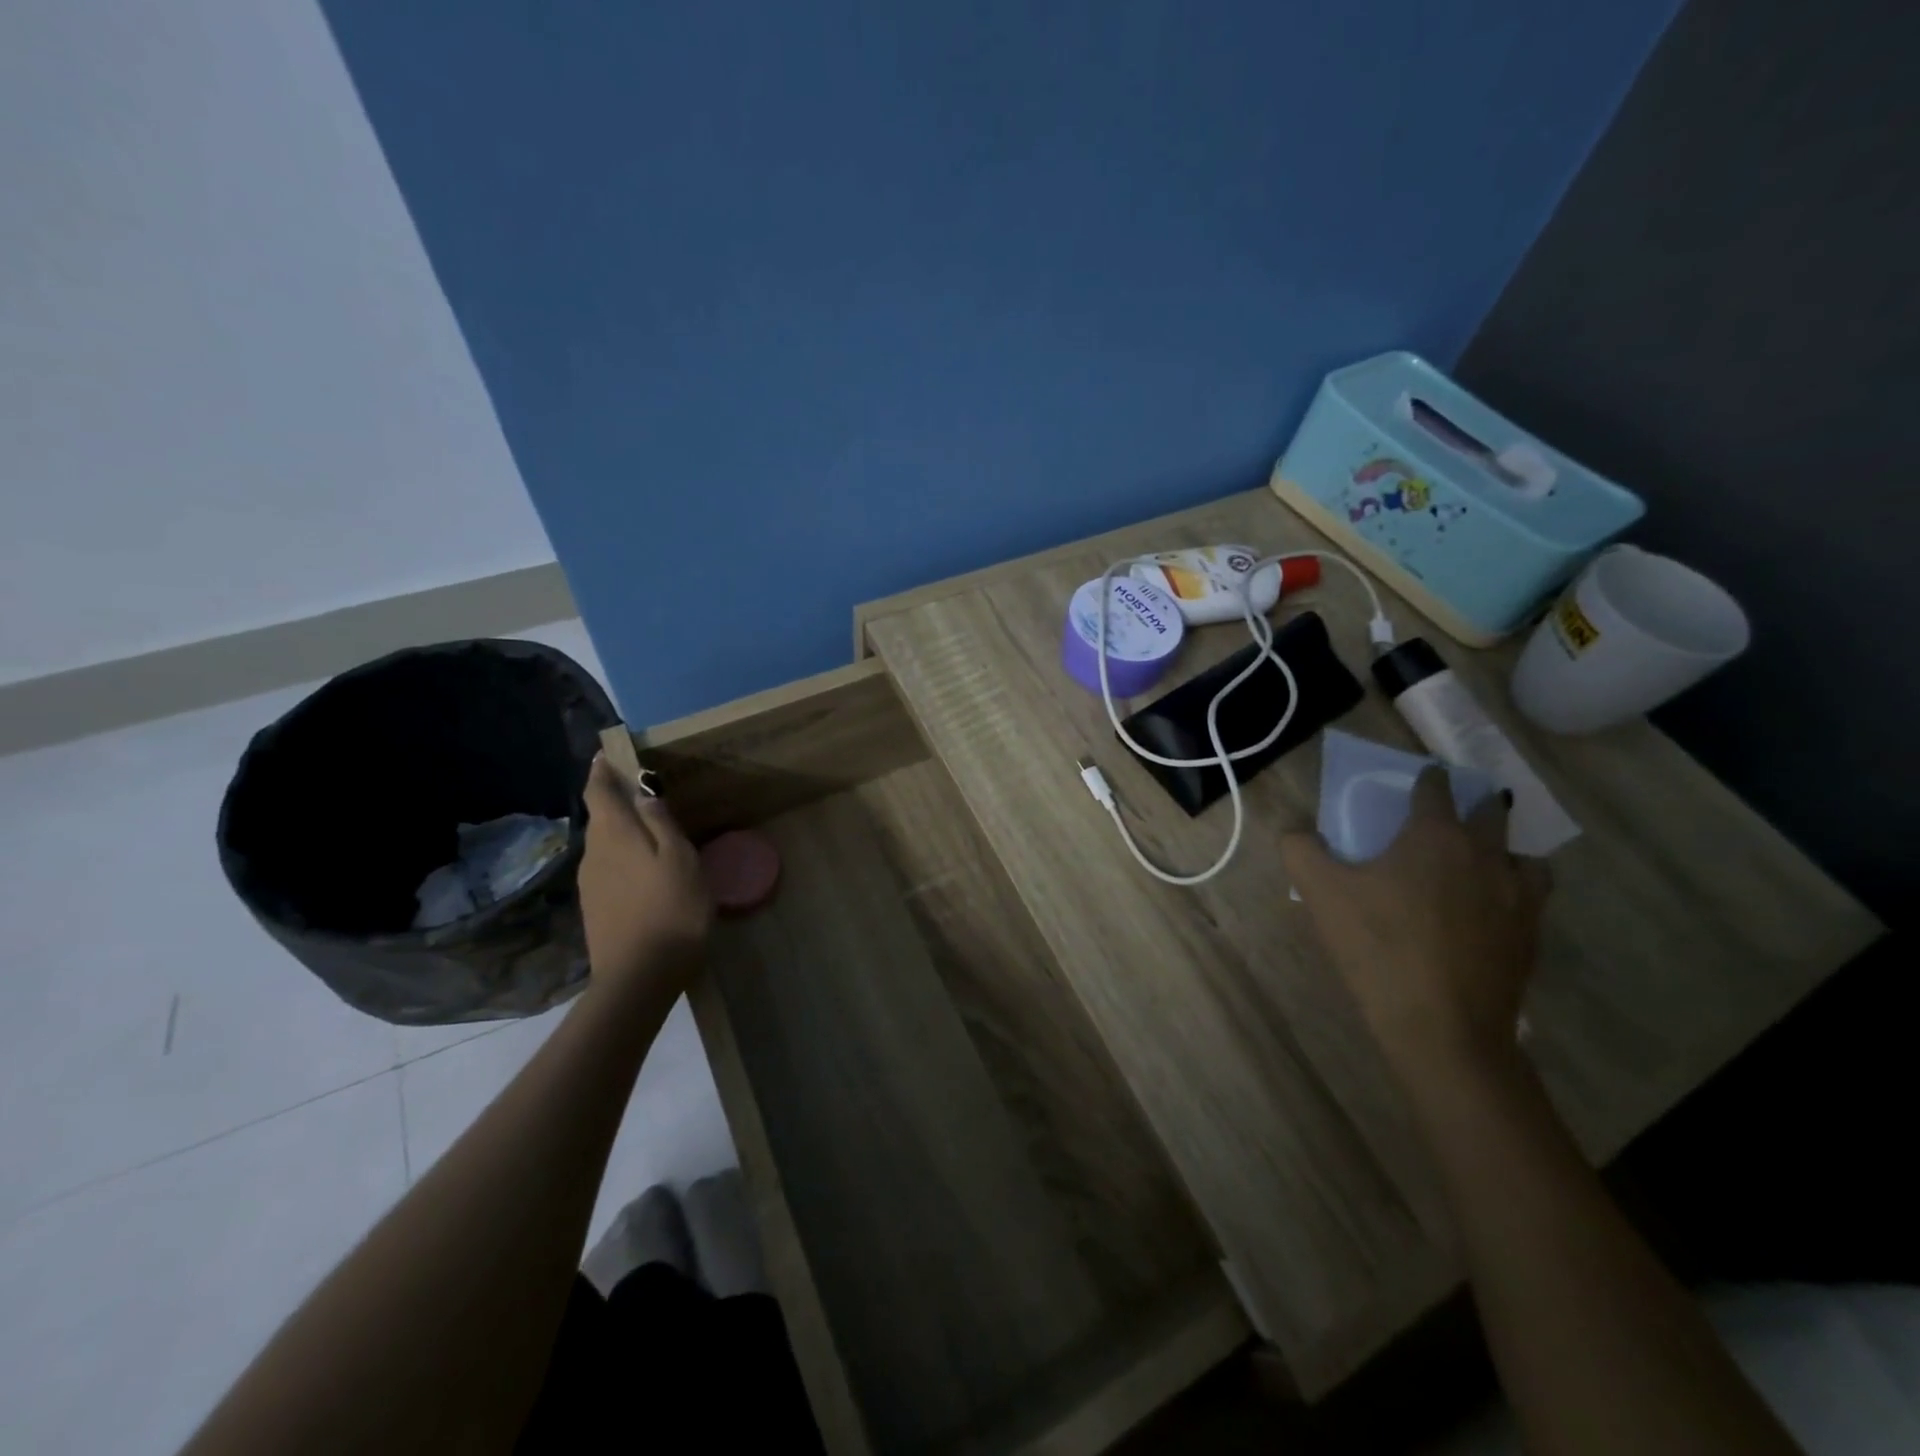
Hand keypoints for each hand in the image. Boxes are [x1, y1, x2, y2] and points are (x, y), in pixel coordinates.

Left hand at [578, 754, 713, 994]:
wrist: (639, 977)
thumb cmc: (670, 909)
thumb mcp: (679, 858)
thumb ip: (661, 822)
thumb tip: (644, 790)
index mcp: (613, 834)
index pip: (598, 791)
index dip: (601, 770)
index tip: (607, 753)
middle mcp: (593, 853)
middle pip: (599, 817)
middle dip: (615, 800)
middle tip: (643, 791)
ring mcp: (590, 883)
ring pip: (604, 844)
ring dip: (620, 831)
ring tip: (649, 830)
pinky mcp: (595, 908)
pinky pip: (607, 868)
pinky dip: (622, 857)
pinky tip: (643, 869)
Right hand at [1282, 769, 1551, 1092]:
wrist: (1440, 1026)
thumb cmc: (1376, 946)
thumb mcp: (1319, 892)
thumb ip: (1300, 849)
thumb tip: (1296, 830)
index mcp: (1435, 835)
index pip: (1436, 788)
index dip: (1426, 778)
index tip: (1419, 778)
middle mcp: (1485, 854)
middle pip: (1489, 812)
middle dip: (1470, 806)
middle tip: (1446, 818)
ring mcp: (1517, 895)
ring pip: (1521, 855)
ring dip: (1501, 850)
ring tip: (1476, 865)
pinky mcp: (1531, 934)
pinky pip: (1531, 896)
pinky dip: (1514, 890)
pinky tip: (1488, 911)